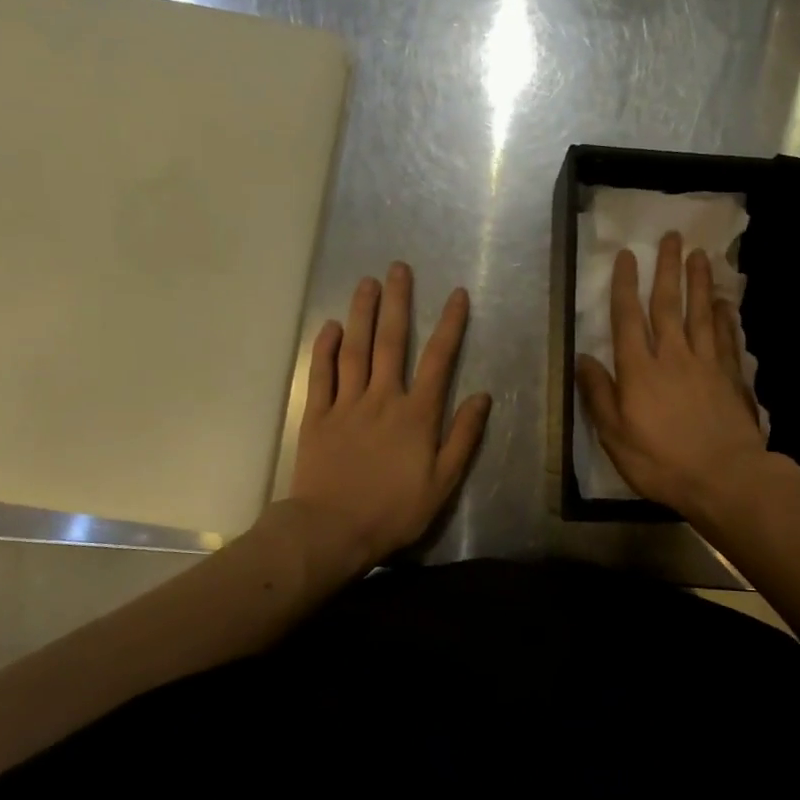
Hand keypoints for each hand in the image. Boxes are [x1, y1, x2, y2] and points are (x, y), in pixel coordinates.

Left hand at [288, 263, 491, 571]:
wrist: (332, 530)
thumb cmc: (394, 510)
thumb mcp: (442, 482)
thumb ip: (462, 437)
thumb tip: (482, 396)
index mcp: (416, 414)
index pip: (439, 359)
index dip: (450, 324)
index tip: (456, 294)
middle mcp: (382, 398)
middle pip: (391, 342)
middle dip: (397, 303)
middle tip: (398, 268)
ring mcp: (346, 404)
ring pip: (355, 349)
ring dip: (362, 313)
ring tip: (366, 282)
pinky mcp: (317, 416)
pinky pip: (321, 374)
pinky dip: (325, 348)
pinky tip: (331, 326)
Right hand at [575, 231, 769, 518]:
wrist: (724, 478)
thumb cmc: (661, 462)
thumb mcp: (616, 436)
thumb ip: (599, 395)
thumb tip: (584, 359)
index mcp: (639, 371)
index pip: (628, 319)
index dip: (626, 285)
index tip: (628, 256)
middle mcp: (672, 357)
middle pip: (669, 305)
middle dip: (667, 269)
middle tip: (672, 237)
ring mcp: (706, 364)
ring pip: (701, 313)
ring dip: (699, 282)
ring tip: (699, 254)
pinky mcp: (731, 377)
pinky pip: (726, 338)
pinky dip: (724, 316)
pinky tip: (725, 302)